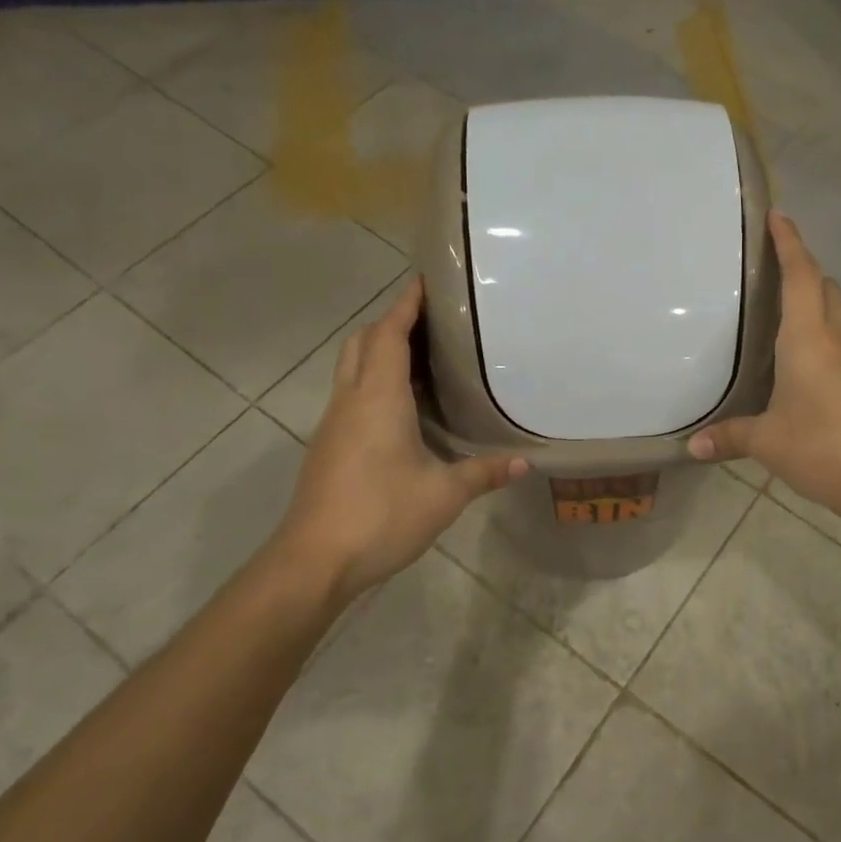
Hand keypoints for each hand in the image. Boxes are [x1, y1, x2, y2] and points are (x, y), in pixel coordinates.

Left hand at [270, 278, 526, 603]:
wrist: (314, 560)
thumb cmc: (380, 515)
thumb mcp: (443, 495)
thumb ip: (484, 473)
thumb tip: (527, 463)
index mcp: (378, 398)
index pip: (389, 335)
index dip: (406, 305)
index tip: (425, 281)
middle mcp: (351, 400)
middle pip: (362, 342)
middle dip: (390, 322)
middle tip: (430, 321)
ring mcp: (333, 423)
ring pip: (351, 367)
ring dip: (378, 350)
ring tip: (421, 356)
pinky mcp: (328, 446)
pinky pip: (350, 394)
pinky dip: (373, 381)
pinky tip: (401, 406)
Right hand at [688, 211, 840, 516]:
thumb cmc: (822, 447)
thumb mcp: (767, 442)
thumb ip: (729, 436)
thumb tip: (692, 447)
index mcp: (809, 338)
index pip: (801, 276)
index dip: (789, 243)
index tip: (777, 215)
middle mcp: (836, 339)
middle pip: (825, 287)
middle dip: (803, 268)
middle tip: (771, 267)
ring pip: (837, 313)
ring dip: (816, 299)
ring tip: (782, 308)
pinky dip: (822, 331)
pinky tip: (801, 357)